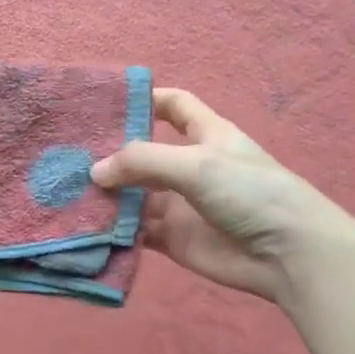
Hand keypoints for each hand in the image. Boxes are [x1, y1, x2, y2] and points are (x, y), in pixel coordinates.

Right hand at [90, 88, 354, 306]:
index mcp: (206, 135)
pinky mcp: (174, 240)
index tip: (105, 104)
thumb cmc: (249, 192)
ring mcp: (181, 206)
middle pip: (144, 155)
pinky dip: (115, 230)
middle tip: (67, 157)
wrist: (287, 253)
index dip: (145, 100)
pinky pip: (137, 231)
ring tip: (67, 194)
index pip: (173, 106)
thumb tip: (95, 171)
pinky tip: (87, 228)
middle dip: (112, 156)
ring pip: (135, 197)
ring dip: (108, 197)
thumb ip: (143, 162)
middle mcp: (190, 167)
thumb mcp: (197, 164)